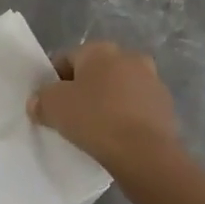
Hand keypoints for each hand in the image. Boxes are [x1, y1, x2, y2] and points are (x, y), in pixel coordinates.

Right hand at [28, 41, 180, 177]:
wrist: (145, 153)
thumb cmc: (95, 119)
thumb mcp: (53, 107)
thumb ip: (40, 99)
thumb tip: (38, 102)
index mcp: (100, 49)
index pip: (67, 59)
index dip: (53, 80)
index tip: (48, 104)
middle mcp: (129, 56)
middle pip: (96, 72)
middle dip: (84, 89)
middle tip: (71, 116)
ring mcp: (152, 81)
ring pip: (119, 89)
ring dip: (107, 102)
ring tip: (95, 130)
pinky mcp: (166, 106)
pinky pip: (136, 108)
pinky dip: (126, 118)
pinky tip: (116, 138)